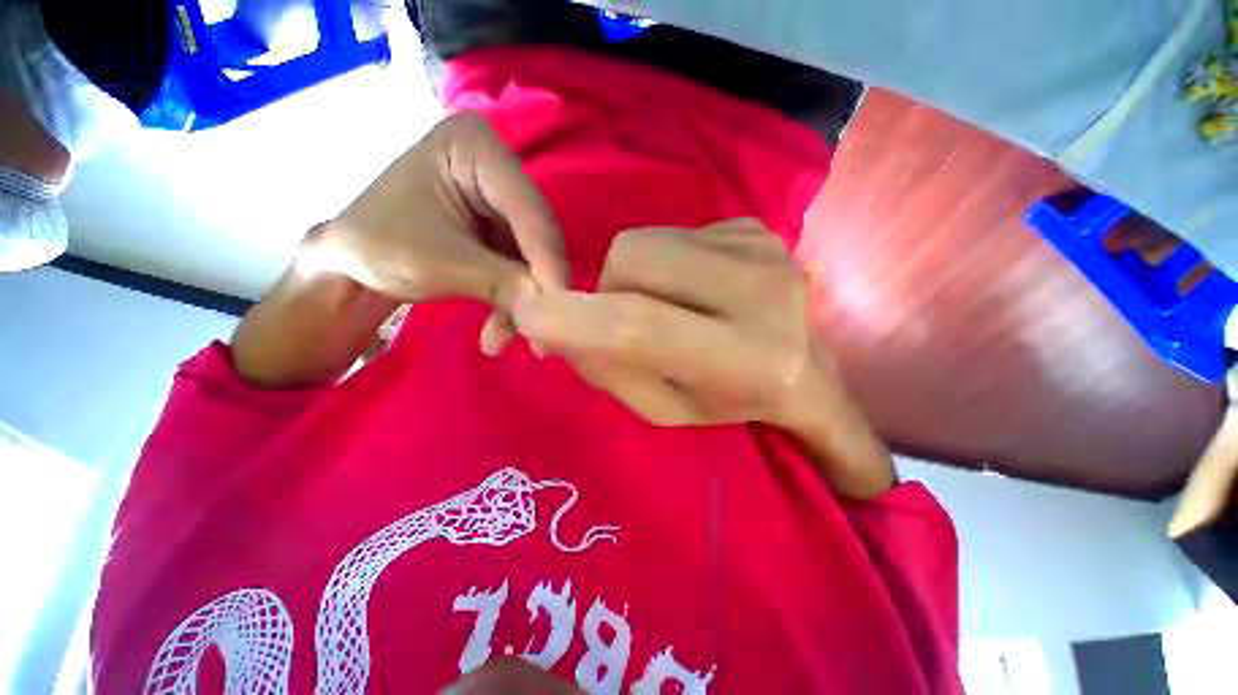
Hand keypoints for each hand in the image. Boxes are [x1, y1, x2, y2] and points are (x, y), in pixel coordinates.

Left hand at [311, 111, 566, 352]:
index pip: (529, 210)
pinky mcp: (504, 232)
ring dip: (525, 302)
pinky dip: (515, 301)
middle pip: (539, 235)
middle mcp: (499, 167)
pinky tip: (498, 331)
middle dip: (539, 288)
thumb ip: (502, 284)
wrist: (350, 265)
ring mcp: (503, 202)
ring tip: (502, 340)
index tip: (556, 310)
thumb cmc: (378, 246)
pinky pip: (524, 268)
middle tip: (541, 335)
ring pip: (535, 258)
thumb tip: (549, 309)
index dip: (546, 263)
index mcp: (475, 146)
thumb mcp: (439, 264)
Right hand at [512, 218, 894, 497]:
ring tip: (664, 305)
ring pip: (645, 241)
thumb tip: (550, 322)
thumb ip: (609, 369)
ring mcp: (763, 246)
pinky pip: (671, 234)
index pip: (642, 327)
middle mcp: (763, 291)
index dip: (576, 319)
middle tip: (628, 320)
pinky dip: (660, 264)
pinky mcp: (754, 226)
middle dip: (606, 291)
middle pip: (634, 261)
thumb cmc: (730, 401)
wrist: (803, 369)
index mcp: (747, 359)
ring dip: (632, 277)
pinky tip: (691, 289)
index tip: (527, 313)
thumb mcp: (664, 408)